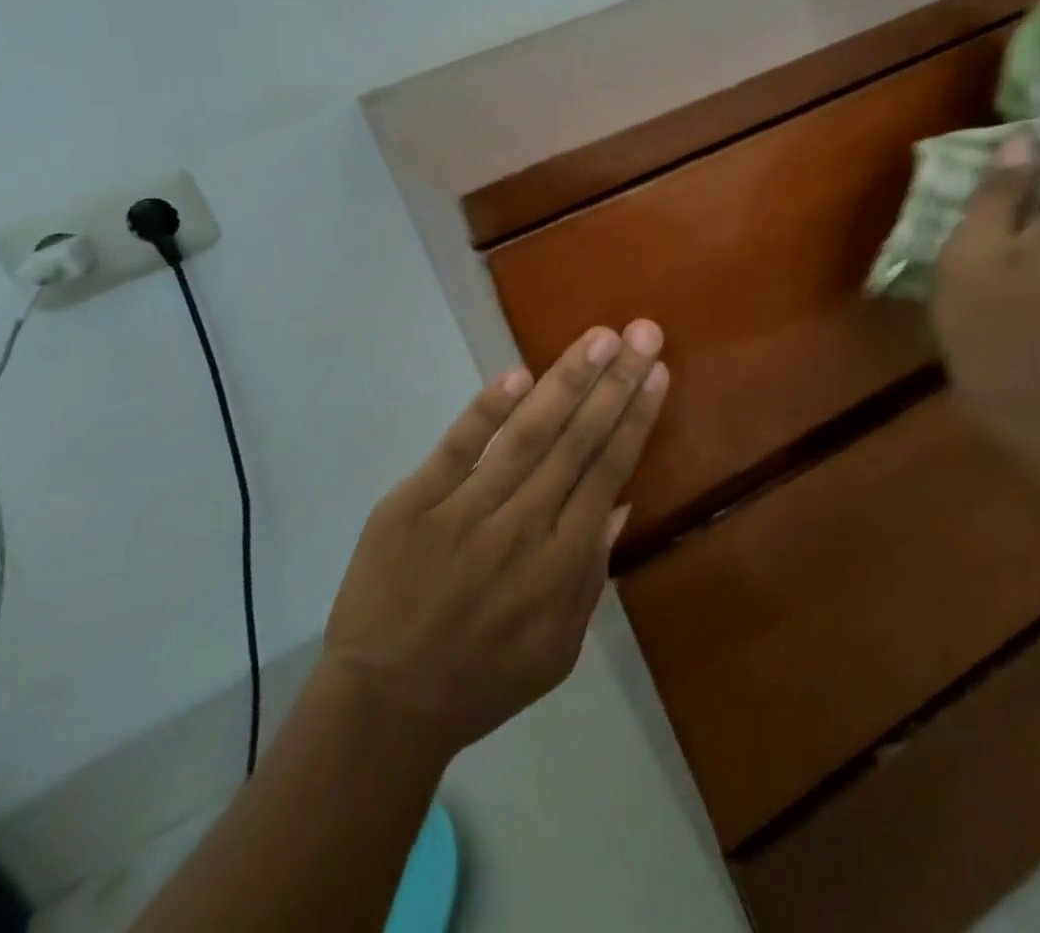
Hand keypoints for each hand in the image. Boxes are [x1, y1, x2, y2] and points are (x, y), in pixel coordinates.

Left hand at [322, 322, 667, 757]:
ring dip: (567, 382)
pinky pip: (455, 450)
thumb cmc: (483, 678)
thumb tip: (621, 501)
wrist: (384, 708)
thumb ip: (592, 573)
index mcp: (561, 565)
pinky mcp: (412, 505)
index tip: (656, 371)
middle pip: (577, 443)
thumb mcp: (558, 647)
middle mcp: (522, 529)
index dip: (635, 418)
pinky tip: (518, 376)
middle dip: (615, 382)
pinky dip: (486, 412)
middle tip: (643, 332)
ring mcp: (464, 512)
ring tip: (599, 338)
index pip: (607, 472)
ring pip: (527, 436)